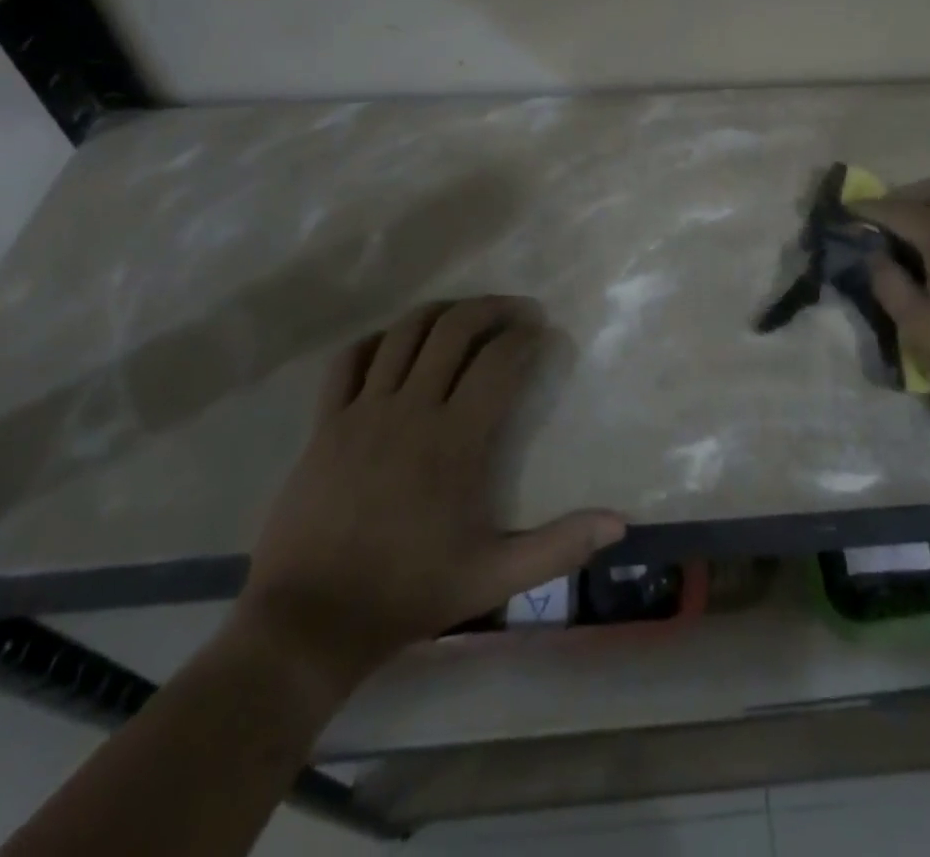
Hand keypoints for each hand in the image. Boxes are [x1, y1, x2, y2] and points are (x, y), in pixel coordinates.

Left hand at [234, 298, 625, 709]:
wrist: (309, 622)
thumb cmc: (409, 593)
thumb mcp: (495, 577)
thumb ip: (559, 547)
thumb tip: (620, 523)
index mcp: (455, 440)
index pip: (499, 362)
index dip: (526, 338)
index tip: (542, 333)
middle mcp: (411, 409)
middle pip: (454, 329)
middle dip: (491, 307)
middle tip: (516, 310)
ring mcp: (363, 411)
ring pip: (404, 332)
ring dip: (441, 312)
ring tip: (465, 315)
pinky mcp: (325, 423)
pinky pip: (349, 360)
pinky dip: (376, 341)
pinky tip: (394, 345)